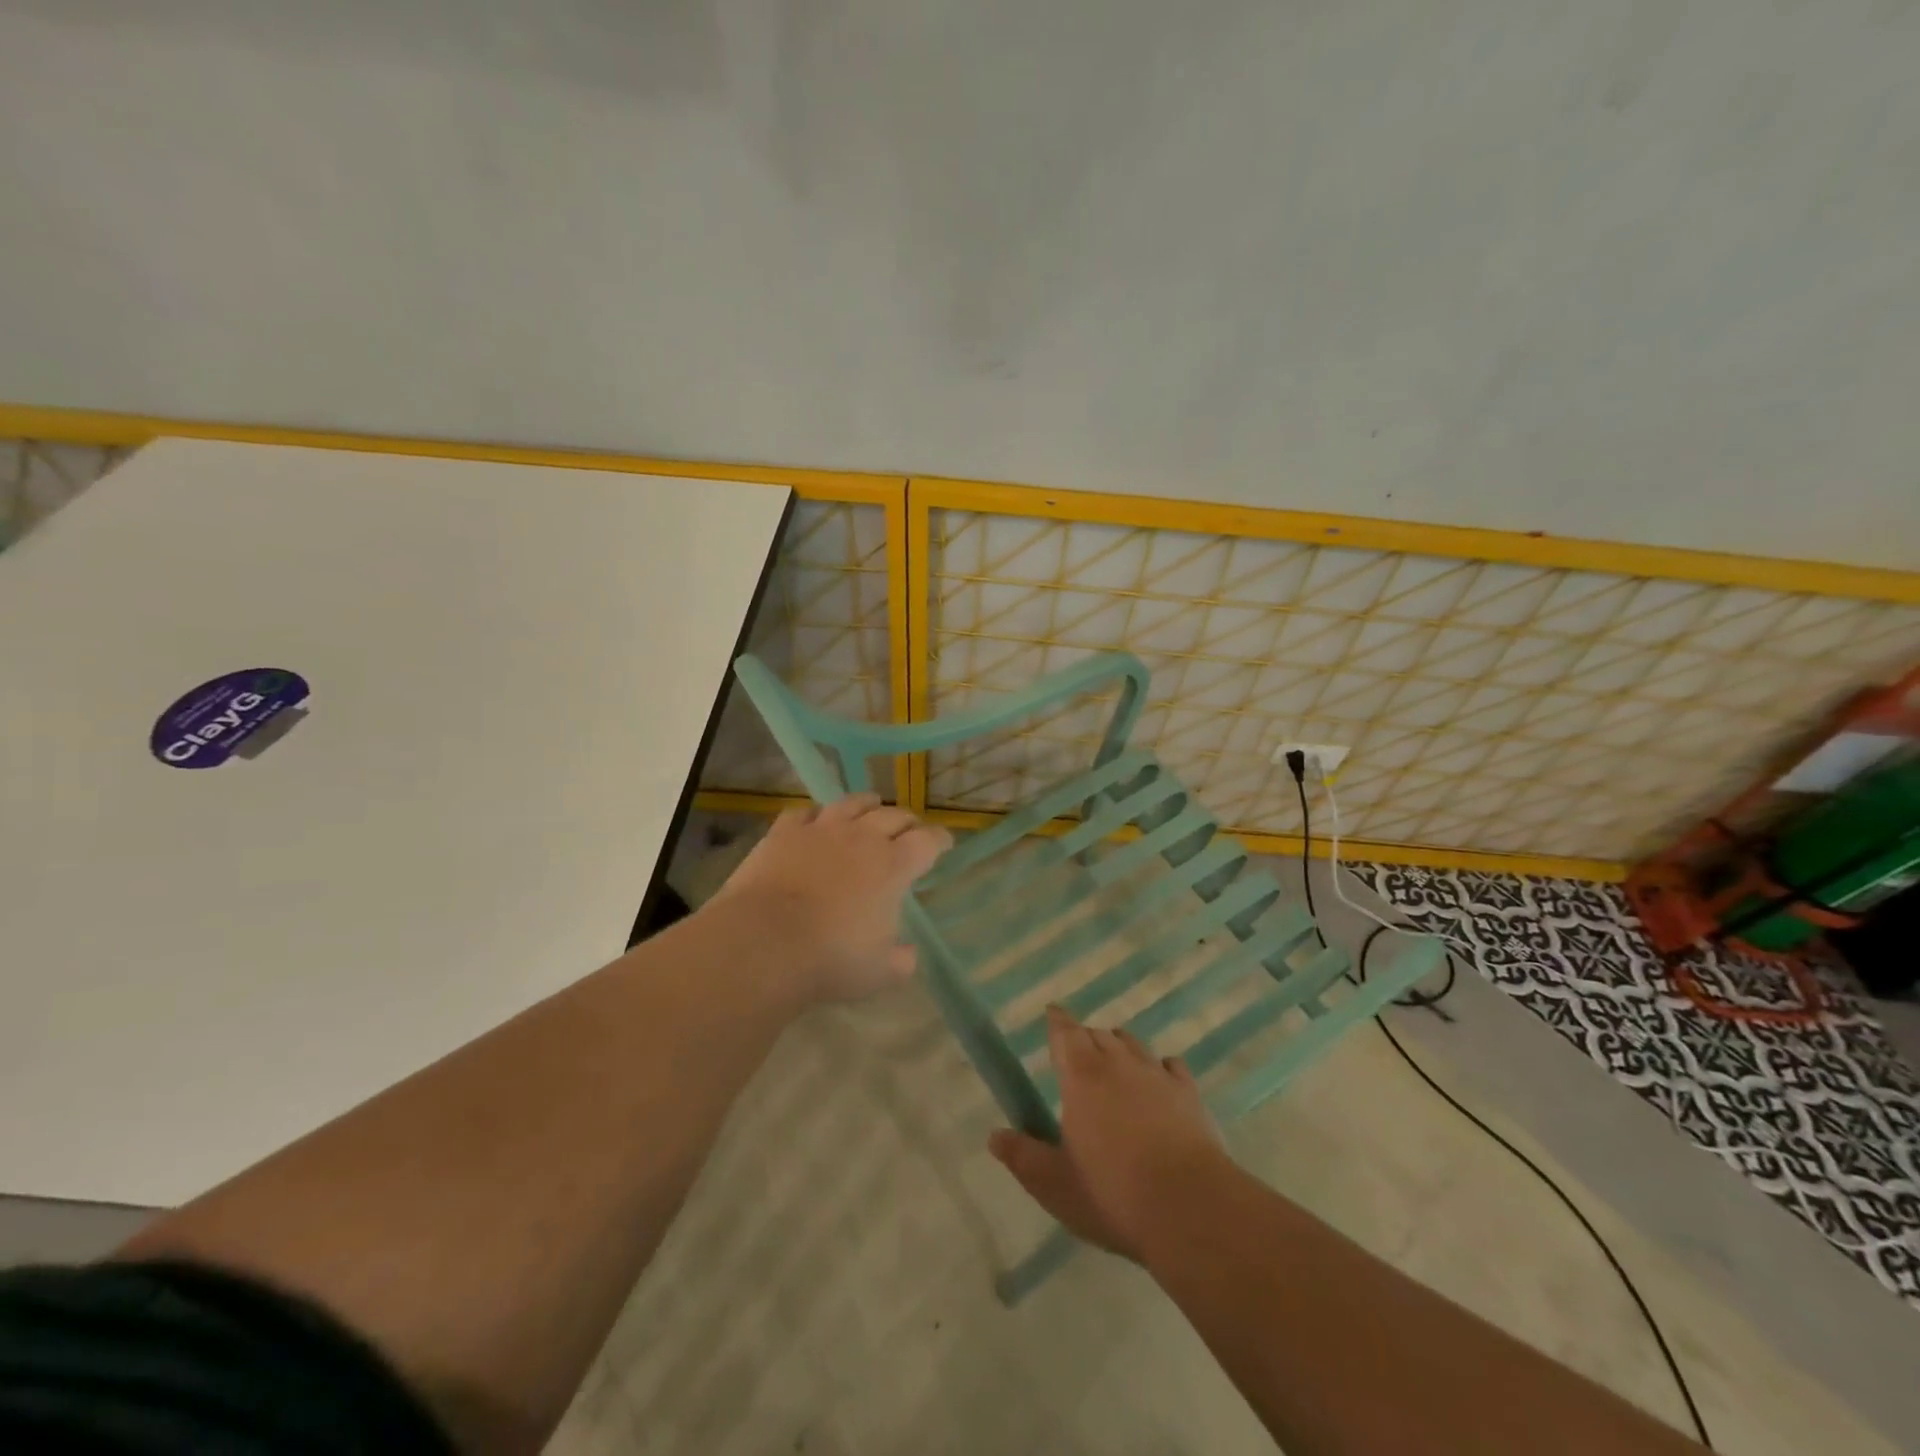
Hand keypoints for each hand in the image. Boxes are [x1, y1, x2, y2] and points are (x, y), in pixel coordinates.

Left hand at [707, 794, 951, 1004]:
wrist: (763, 943)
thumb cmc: (830, 960)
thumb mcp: (878, 974)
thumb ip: (900, 962)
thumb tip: (908, 954)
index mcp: (893, 866)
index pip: (928, 841)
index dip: (940, 840)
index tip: (944, 842)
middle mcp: (862, 838)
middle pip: (894, 816)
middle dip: (908, 821)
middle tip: (911, 828)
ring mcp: (821, 829)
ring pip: (852, 803)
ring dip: (867, 804)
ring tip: (872, 805)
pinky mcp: (784, 832)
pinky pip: (804, 812)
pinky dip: (815, 814)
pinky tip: (815, 819)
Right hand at [990, 1007, 1226, 1261]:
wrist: (1191, 1209)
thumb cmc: (1112, 1194)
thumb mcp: (1054, 1185)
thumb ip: (1023, 1156)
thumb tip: (994, 1135)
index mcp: (1082, 1077)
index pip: (1066, 1033)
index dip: (1057, 1021)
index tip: (1052, 1011)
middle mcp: (1119, 1064)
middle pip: (1098, 1035)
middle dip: (1085, 1038)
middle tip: (1076, 1052)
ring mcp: (1158, 1076)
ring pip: (1133, 1045)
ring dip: (1119, 1046)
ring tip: (1114, 1060)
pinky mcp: (1189, 1094)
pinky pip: (1171, 1066)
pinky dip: (1159, 1066)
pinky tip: (1160, 1077)